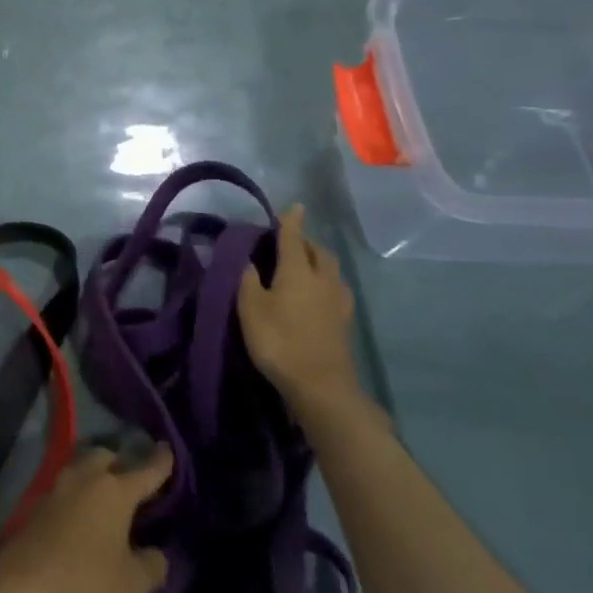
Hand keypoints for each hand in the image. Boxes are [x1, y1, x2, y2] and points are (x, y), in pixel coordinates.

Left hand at [0, 445, 171, 592]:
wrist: (22, 589)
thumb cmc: (86, 583)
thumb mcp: (132, 585)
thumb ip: (152, 566)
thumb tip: (157, 554)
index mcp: (114, 490)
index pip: (145, 471)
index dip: (160, 462)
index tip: (167, 448)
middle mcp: (85, 478)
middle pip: (105, 457)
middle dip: (121, 463)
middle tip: (133, 482)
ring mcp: (57, 488)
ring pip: (81, 468)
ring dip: (95, 476)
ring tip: (108, 498)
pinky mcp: (37, 504)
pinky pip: (65, 489)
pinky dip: (78, 495)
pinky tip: (82, 516)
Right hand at [239, 205, 358, 409]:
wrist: (320, 386)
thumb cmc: (279, 341)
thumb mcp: (250, 308)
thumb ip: (248, 279)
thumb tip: (249, 259)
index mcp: (298, 271)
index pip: (294, 238)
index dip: (291, 221)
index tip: (294, 206)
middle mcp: (323, 280)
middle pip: (319, 252)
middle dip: (307, 241)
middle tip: (290, 241)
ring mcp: (338, 302)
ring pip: (332, 270)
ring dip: (319, 261)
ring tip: (305, 264)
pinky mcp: (344, 322)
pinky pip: (336, 289)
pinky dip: (326, 282)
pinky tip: (317, 293)